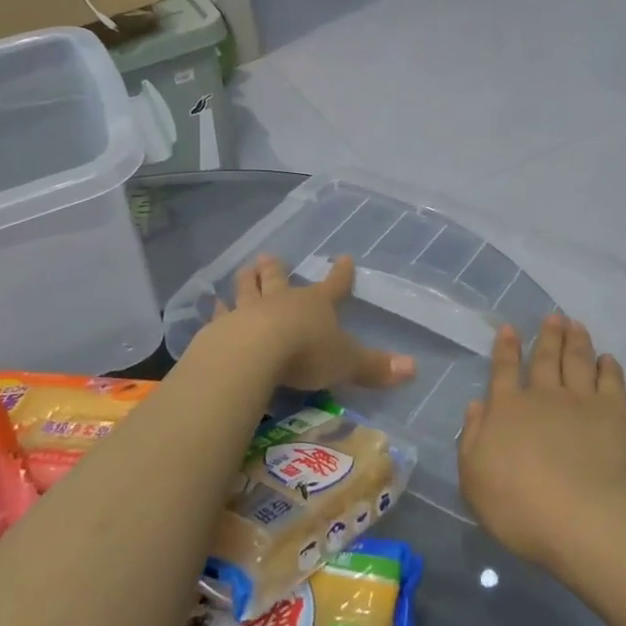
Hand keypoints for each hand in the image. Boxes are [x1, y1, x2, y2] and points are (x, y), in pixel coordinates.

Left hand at [209, 254, 414, 392]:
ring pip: (248, 290)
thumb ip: (376, 367)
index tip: (344, 257)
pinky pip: (220, 315)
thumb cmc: (306, 353)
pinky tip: (211, 305)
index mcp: (316, 305)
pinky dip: (217, 310)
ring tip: (243, 269)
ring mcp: (250, 310)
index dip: (341, 274)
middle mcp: (283, 300)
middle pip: (280, 279)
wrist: (255, 352)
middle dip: (277, 269)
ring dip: (247, 281)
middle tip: (269, 257)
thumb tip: (414, 368)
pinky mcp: (222, 327)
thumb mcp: (347, 363)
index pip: (334, 285)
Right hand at [458, 315, 625, 570]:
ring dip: (576, 341)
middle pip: (545, 358)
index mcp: (507, 410)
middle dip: (548, 336)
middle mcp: (542, 396)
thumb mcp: (474, 477)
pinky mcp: (613, 413)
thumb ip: (473, 438)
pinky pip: (611, 380)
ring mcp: (580, 401)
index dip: (506, 348)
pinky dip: (609, 367)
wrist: (579, 516)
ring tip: (576, 325)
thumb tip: (477, 405)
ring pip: (577, 361)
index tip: (510, 328)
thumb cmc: (517, 504)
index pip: (504, 371)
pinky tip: (608, 359)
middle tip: (553, 317)